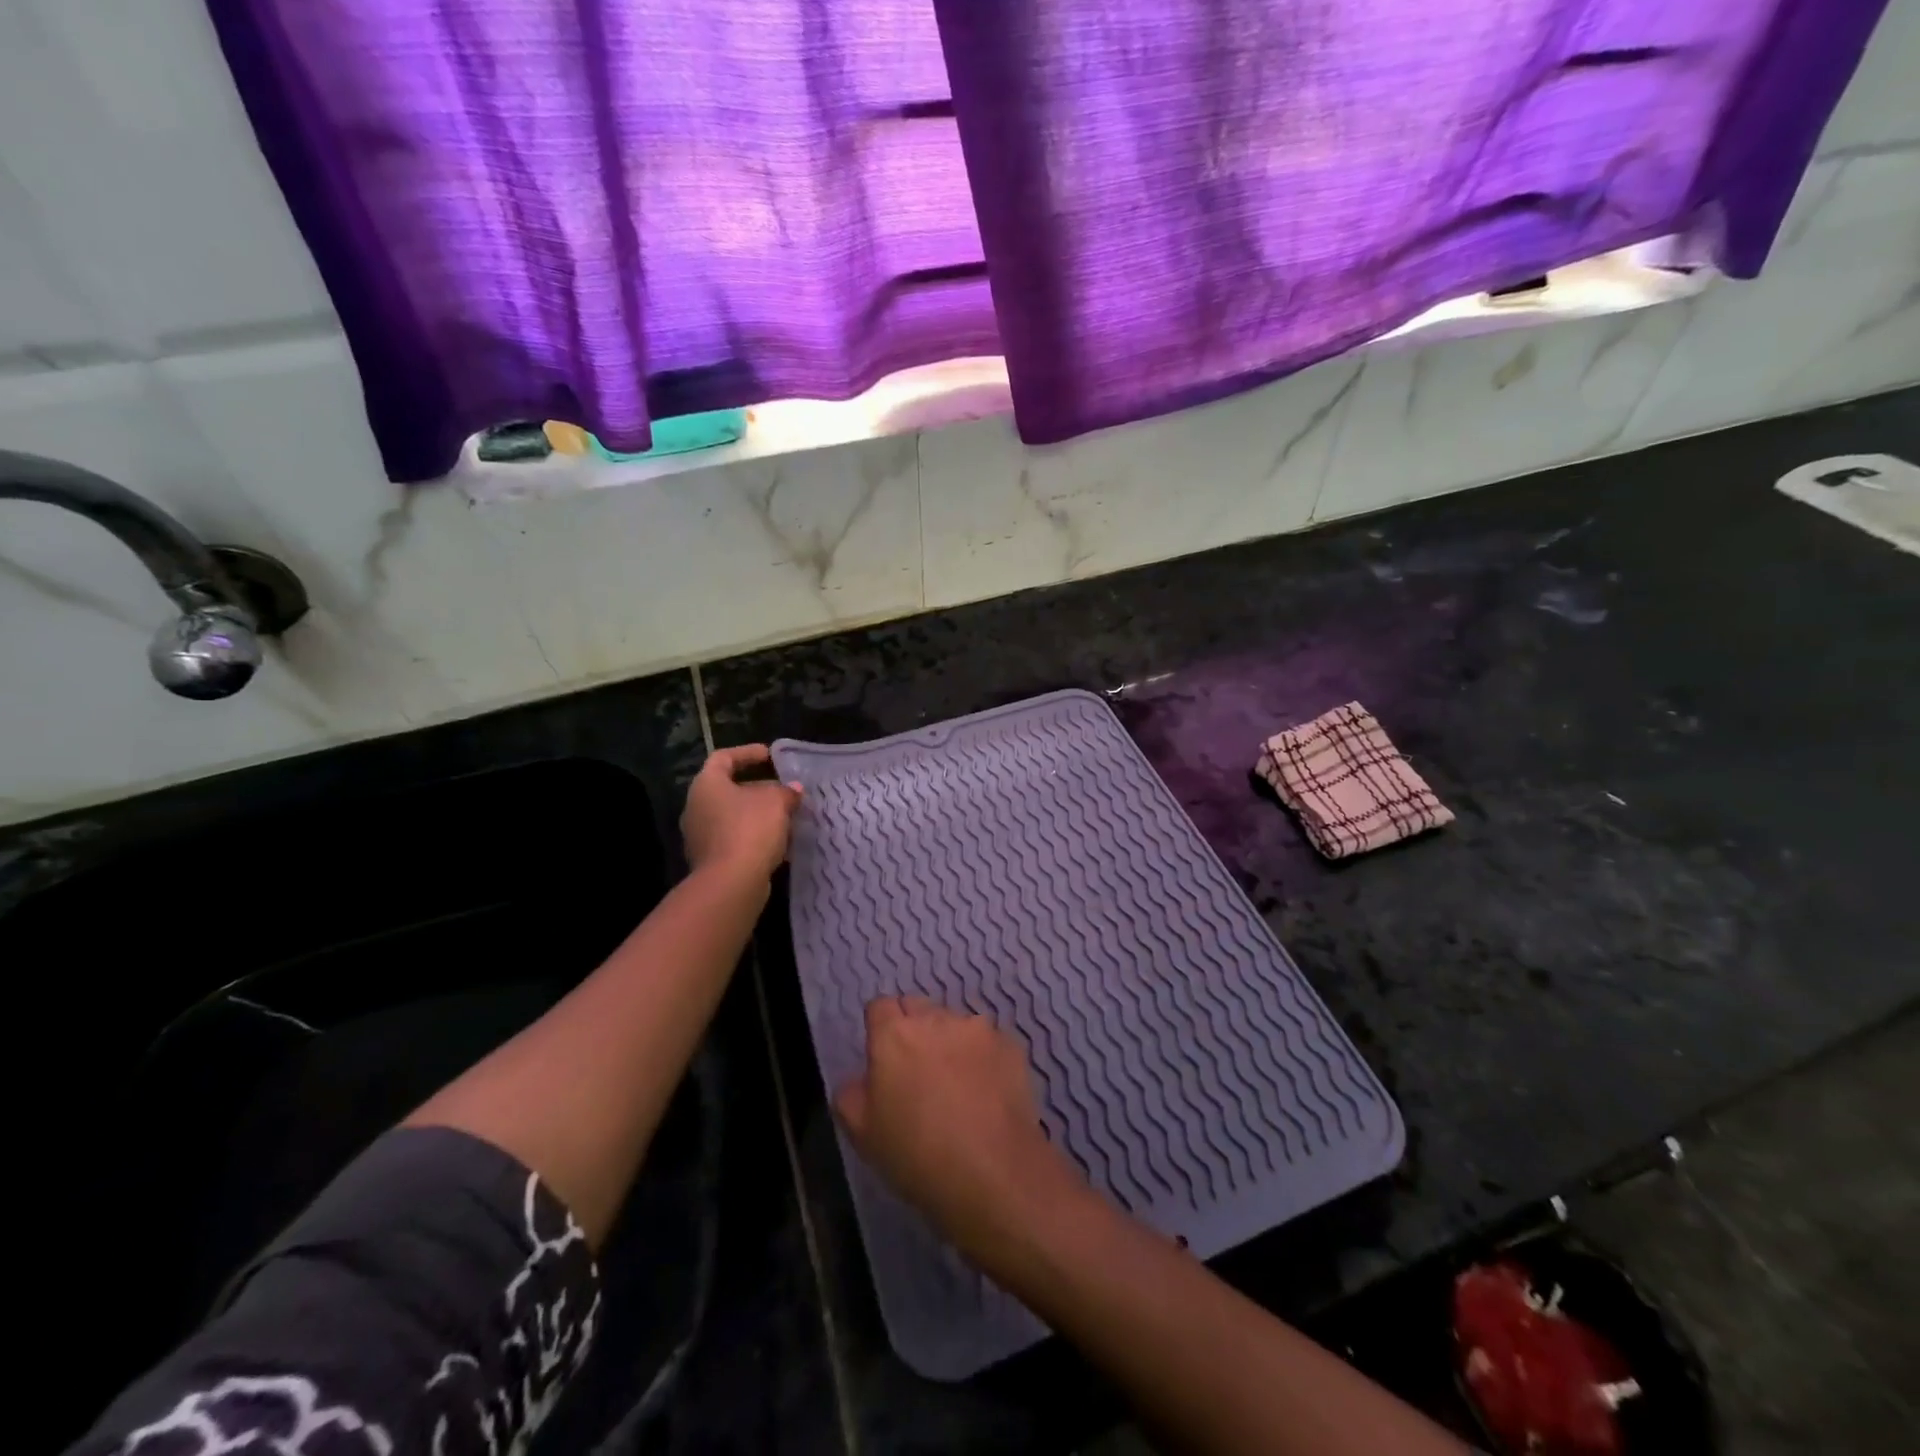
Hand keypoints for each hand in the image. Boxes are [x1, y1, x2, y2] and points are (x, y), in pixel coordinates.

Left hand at [681, 745, 801, 883]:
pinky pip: (735, 839)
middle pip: (729, 789)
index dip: (747, 753)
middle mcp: (696, 807)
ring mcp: (700, 836)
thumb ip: (786, 791)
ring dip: (759, 815)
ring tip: (787, 817)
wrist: (731, 882)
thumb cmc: (750, 829)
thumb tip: (794, 790)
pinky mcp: (710, 860)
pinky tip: (779, 842)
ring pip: (733, 817)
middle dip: (759, 789)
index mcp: (707, 785)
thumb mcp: (777, 802)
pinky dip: (755, 836)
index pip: (723, 758)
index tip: (770, 756)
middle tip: (784, 790)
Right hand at [835, 997, 1088, 1265]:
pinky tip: (986, 1094)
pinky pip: (987, 1042)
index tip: (883, 1059)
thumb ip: (851, 1095)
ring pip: (955, 1023)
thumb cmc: (917, 1155)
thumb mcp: (863, 1135)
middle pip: (918, 1009)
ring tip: (957, 1087)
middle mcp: (936, 1018)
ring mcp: (978, 1028)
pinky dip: (983, 1058)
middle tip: (917, 1074)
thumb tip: (860, 1079)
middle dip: (914, 1030)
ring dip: (950, 1043)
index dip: (880, 1029)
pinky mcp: (1010, 1044)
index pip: (880, 1007)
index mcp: (894, 1033)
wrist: (994, 1174)